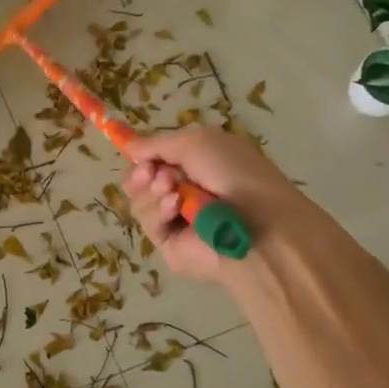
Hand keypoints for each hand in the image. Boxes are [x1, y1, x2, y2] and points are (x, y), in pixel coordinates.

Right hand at [123, 127, 306, 285]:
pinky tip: (176, 207)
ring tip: (172, 190)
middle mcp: (183, 191)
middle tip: (152, 173)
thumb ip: (157, 143)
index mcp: (195, 166)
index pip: (154, 160)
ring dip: (151, 191)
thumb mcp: (197, 143)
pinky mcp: (170, 244)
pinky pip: (149, 223)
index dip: (143, 156)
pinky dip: (159, 211)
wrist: (258, 223)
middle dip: (142, 174)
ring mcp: (176, 219)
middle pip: (139, 181)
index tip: (137, 154)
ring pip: (140, 201)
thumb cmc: (234, 173)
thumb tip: (129, 146)